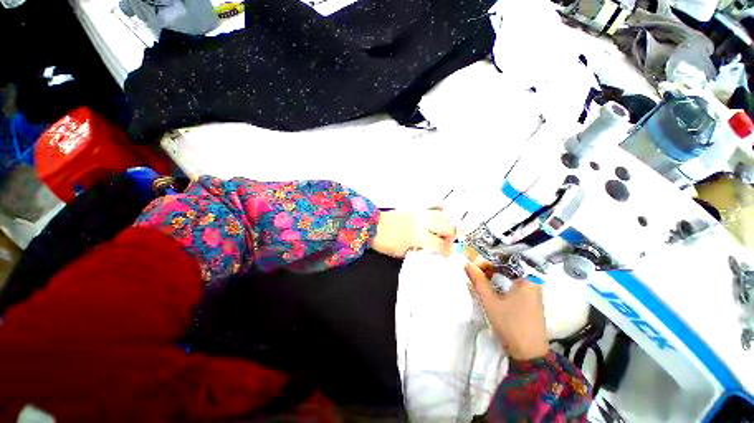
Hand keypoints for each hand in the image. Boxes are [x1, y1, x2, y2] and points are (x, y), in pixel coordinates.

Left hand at [371, 209, 455, 257]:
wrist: (372, 225)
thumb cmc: (385, 241)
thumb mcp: (401, 252)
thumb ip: (417, 250)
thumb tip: (427, 249)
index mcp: (418, 236)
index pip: (439, 244)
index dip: (446, 251)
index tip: (448, 254)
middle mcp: (422, 223)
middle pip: (446, 227)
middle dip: (452, 236)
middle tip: (449, 242)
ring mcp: (419, 214)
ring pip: (441, 216)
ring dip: (447, 223)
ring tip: (447, 230)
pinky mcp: (414, 209)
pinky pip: (431, 207)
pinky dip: (439, 211)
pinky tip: (442, 215)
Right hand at [465, 260, 548, 360]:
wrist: (529, 353)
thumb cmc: (509, 323)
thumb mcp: (489, 300)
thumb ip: (478, 280)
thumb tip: (467, 264)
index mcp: (527, 279)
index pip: (505, 261)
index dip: (487, 261)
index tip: (474, 265)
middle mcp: (533, 282)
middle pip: (508, 268)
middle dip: (490, 268)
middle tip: (474, 271)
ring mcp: (534, 292)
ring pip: (511, 277)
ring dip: (495, 276)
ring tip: (480, 277)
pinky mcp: (532, 301)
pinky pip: (515, 285)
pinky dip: (502, 283)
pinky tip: (492, 287)